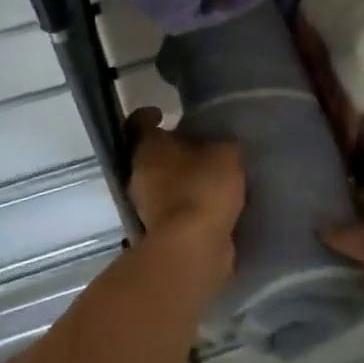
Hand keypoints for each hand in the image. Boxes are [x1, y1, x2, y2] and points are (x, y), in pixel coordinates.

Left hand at [124, 109, 243, 292]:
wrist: (193, 249)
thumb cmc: (203, 188)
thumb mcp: (226, 154)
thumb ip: (222, 143)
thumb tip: (220, 143)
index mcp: (147, 147)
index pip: (137, 122)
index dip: (149, 115)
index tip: (164, 113)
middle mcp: (138, 174)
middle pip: (151, 154)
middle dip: (172, 150)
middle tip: (199, 146)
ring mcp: (145, 206)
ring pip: (160, 183)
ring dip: (180, 179)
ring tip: (210, 176)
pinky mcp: (158, 233)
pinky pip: (173, 209)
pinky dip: (187, 205)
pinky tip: (212, 204)